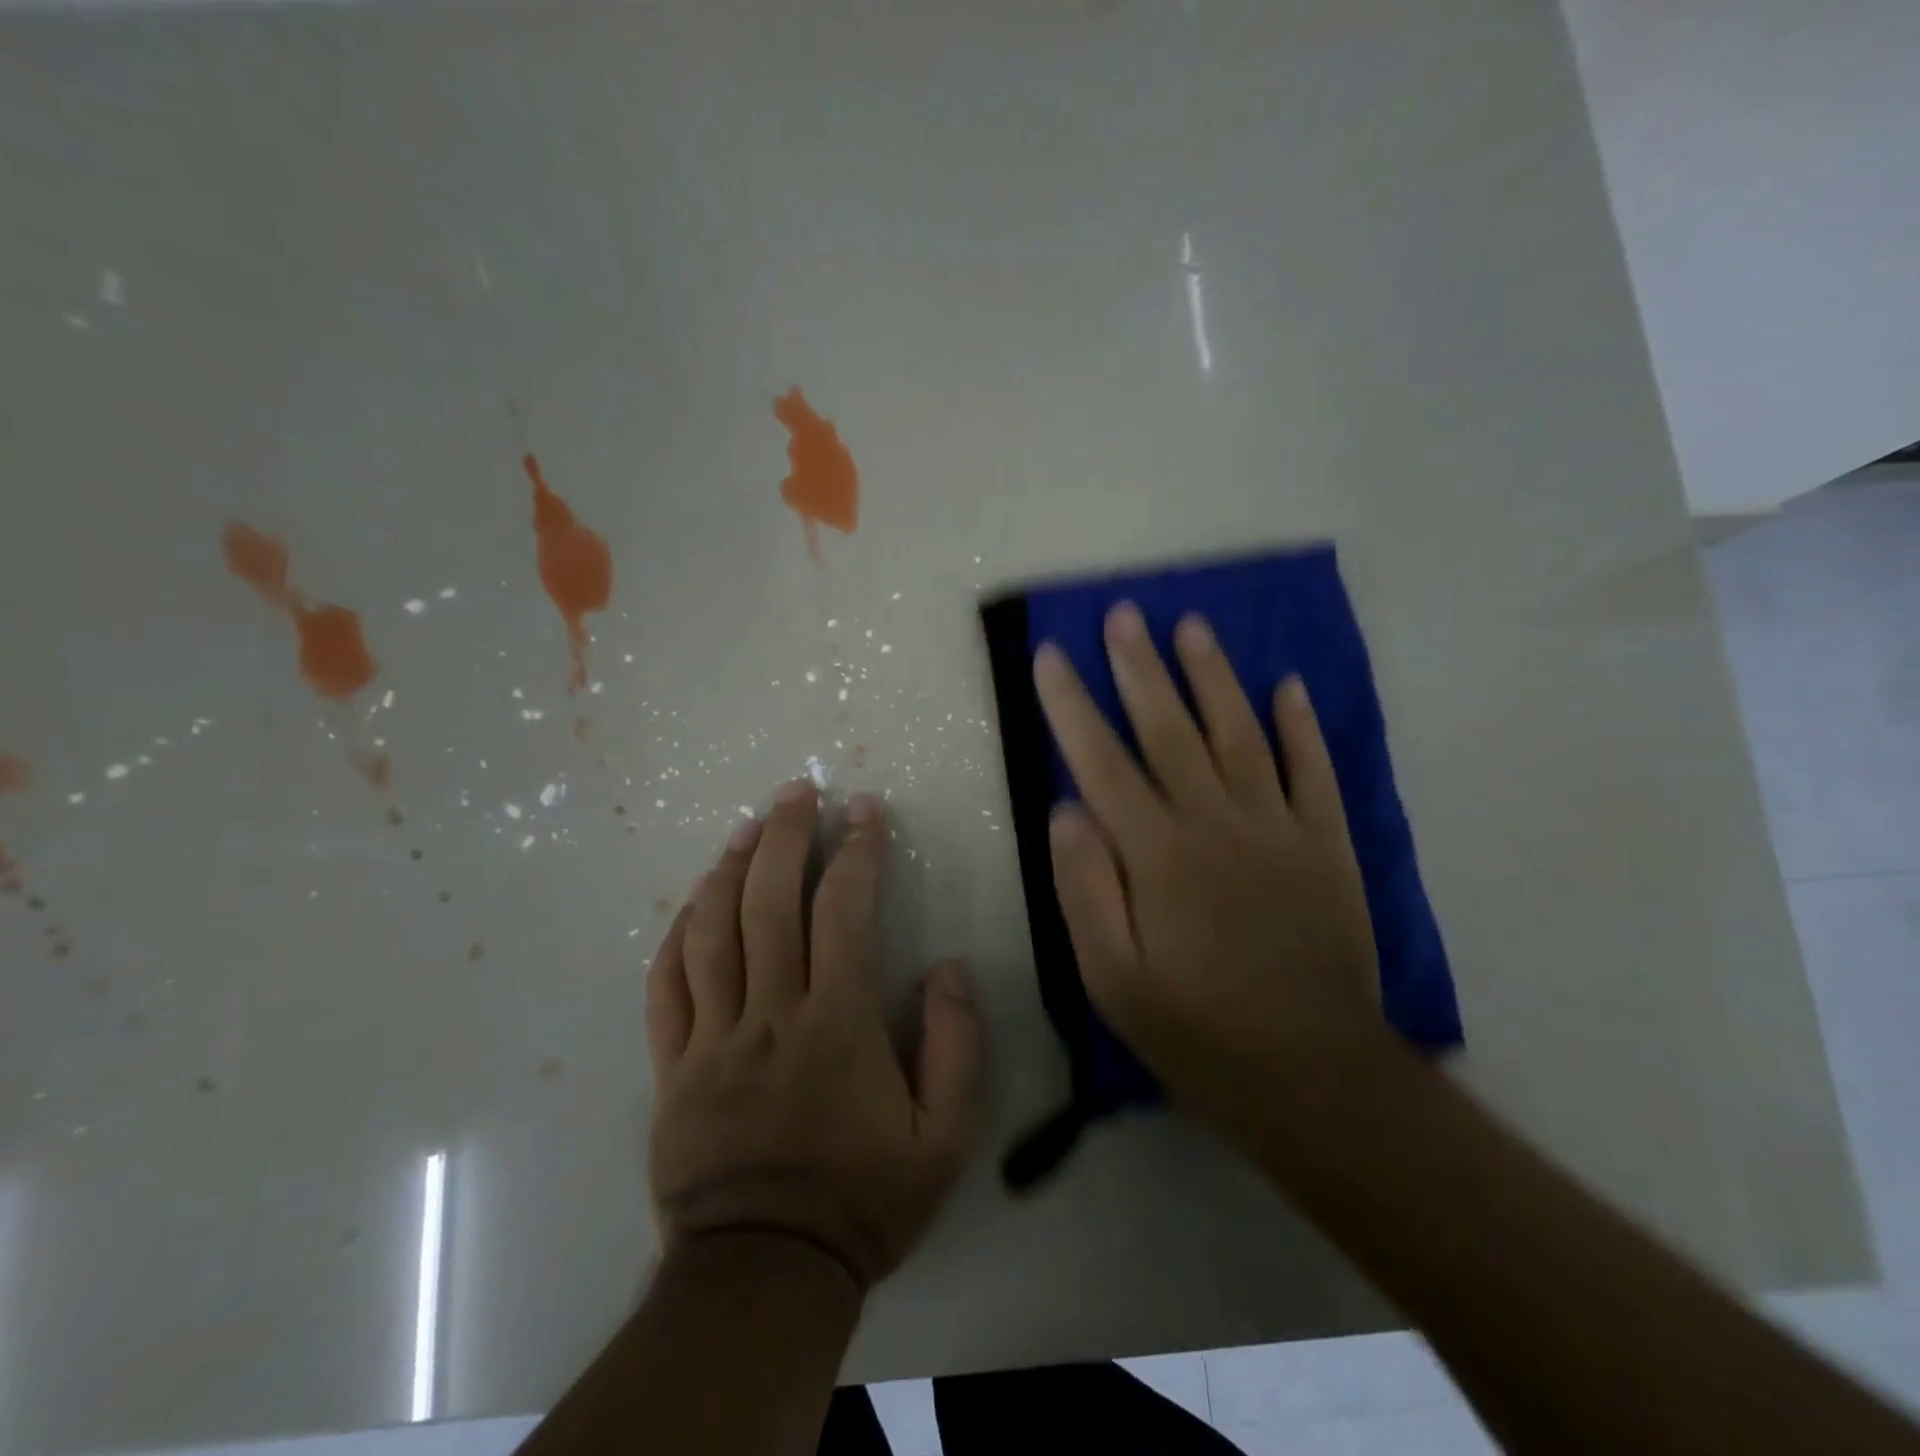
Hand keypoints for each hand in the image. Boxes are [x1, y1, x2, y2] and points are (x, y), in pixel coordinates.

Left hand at [645, 781, 982, 1292]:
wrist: (763, 1275)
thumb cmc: (862, 1201)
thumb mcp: (943, 1138)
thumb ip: (957, 1046)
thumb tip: (950, 967)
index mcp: (836, 1023)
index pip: (844, 911)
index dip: (856, 851)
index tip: (864, 810)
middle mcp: (770, 1013)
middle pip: (767, 902)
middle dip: (784, 835)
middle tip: (797, 790)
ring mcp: (712, 1037)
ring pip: (710, 931)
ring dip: (728, 868)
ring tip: (746, 826)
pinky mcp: (672, 1066)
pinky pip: (664, 987)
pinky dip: (675, 934)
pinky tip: (691, 901)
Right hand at [1034, 603, 1384, 1143]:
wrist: (1314, 1076)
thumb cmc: (1196, 1030)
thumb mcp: (1112, 979)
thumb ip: (1084, 888)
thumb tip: (1066, 809)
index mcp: (1157, 854)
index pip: (1101, 761)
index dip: (1071, 705)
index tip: (1051, 656)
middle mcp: (1216, 823)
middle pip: (1170, 728)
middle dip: (1139, 667)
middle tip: (1121, 614)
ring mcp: (1279, 828)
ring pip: (1239, 733)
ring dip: (1213, 676)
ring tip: (1191, 627)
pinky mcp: (1327, 845)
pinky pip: (1314, 771)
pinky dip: (1301, 726)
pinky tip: (1288, 686)